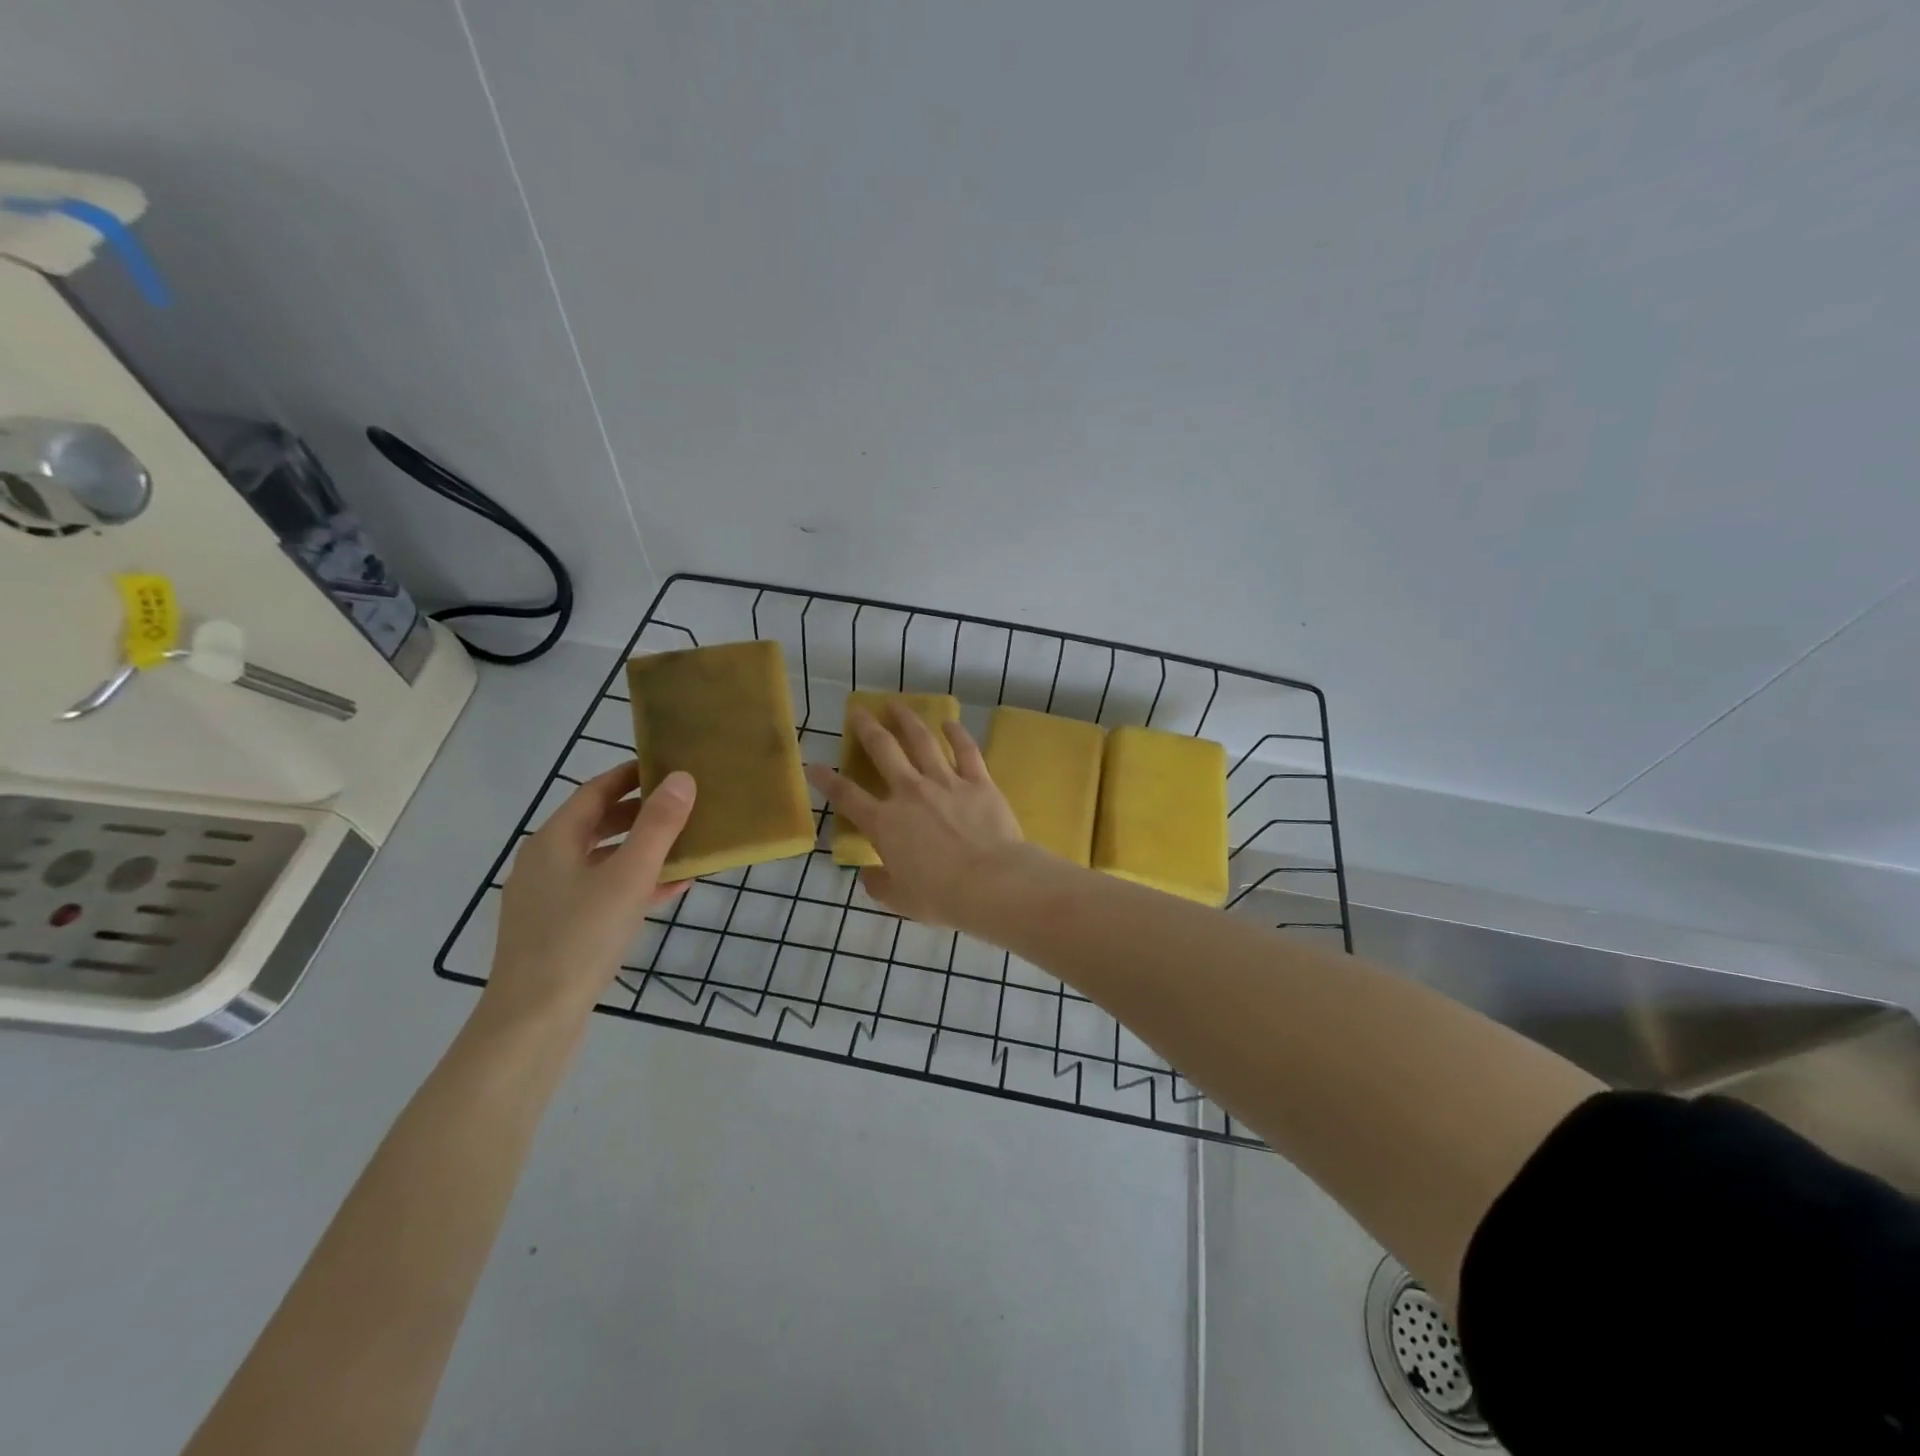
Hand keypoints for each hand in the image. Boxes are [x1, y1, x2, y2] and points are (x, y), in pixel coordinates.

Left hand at [485, 762, 694, 1023]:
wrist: (533, 1020)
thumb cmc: (581, 938)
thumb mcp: (628, 876)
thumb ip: (657, 826)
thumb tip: (681, 778)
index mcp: (555, 840)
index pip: (596, 790)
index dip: (632, 774)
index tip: (669, 765)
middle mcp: (546, 861)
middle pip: (598, 822)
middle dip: (642, 811)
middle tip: (685, 803)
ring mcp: (550, 897)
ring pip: (603, 858)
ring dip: (643, 849)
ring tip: (686, 845)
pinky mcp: (559, 928)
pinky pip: (602, 890)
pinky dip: (634, 882)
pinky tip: (671, 890)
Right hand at [806, 704, 1023, 927]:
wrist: (992, 883)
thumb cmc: (941, 896)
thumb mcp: (900, 899)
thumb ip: (879, 884)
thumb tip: (867, 875)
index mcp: (885, 823)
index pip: (847, 797)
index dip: (826, 780)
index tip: (813, 764)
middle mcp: (910, 793)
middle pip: (883, 751)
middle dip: (866, 728)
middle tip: (858, 710)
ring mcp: (945, 782)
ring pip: (922, 741)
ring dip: (907, 720)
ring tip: (896, 705)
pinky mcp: (978, 781)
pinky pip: (966, 751)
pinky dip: (957, 734)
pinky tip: (950, 722)